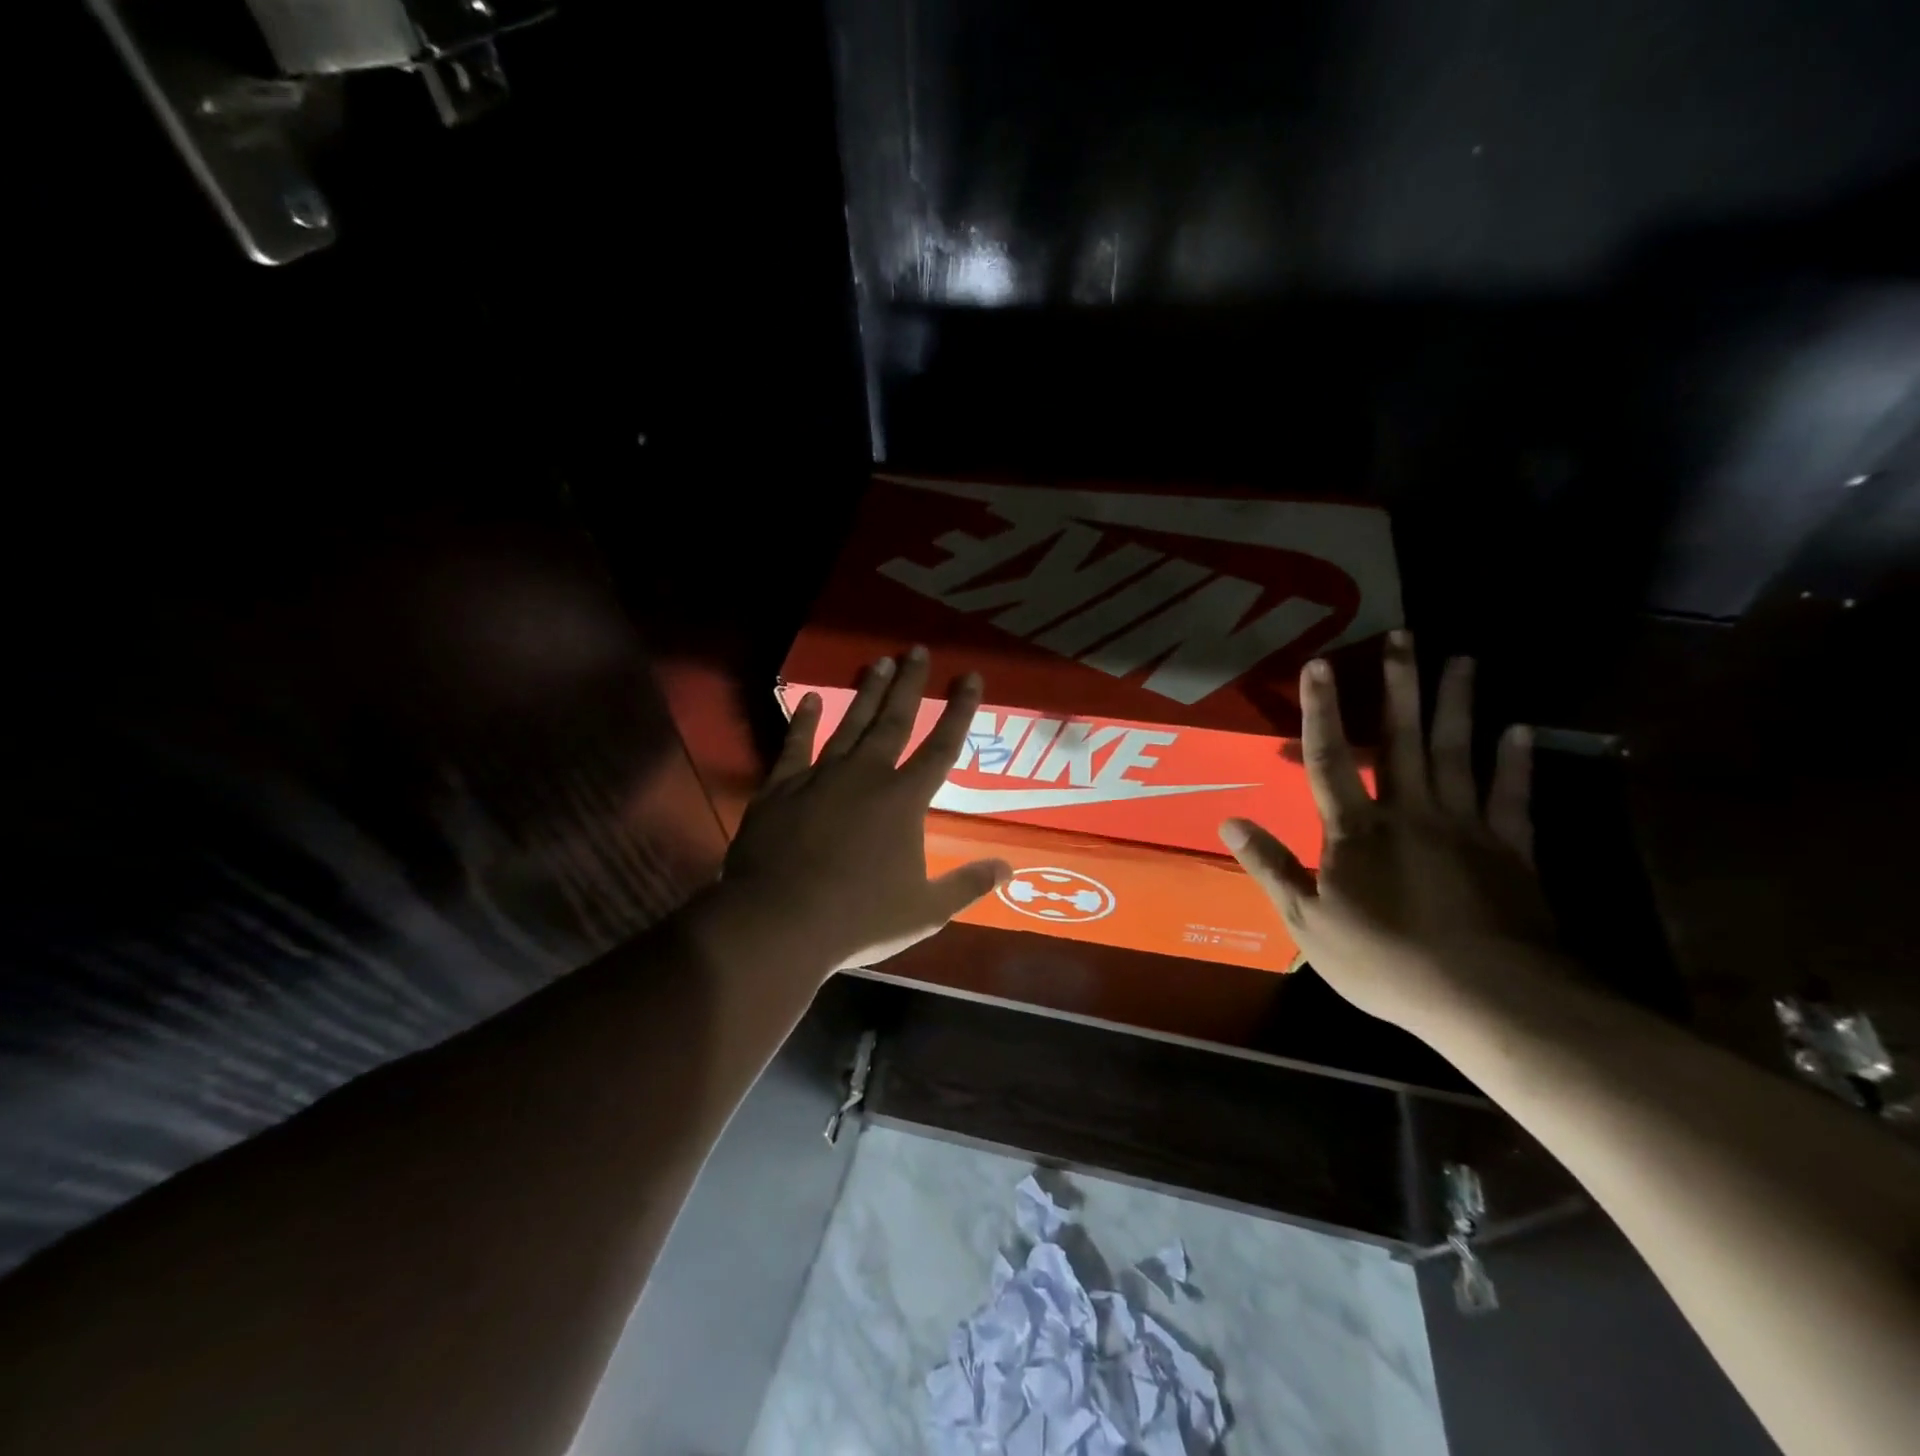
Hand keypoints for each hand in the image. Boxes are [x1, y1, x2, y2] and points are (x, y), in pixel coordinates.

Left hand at [700, 646, 1010, 973]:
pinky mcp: (781, 788)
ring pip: (850, 724)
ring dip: (867, 693)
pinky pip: (796, 745)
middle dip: (909, 684)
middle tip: (917, 650)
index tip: (969, 676)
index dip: (959, 710)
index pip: (941, 746)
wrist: (778, 922)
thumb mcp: (925, 910)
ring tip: (879, 661)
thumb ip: (967, 885)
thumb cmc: (859, 918)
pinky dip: (805, 721)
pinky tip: (813, 700)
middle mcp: (866, 776)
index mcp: (904, 800)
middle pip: (894, 721)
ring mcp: (820, 777)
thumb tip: (1007, 867)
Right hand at [1220, 631, 1554, 1032]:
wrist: (1489, 999)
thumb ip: (1271, 867)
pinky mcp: (1510, 850)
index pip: (1329, 759)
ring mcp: (1465, 827)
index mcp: (1356, 831)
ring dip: (1458, 704)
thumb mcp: (1308, 922)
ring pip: (1458, 753)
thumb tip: (1229, 821)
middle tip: (1405, 636)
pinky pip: (1512, 796)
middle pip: (1400, 739)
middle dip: (1398, 686)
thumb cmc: (1386, 960)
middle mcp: (1410, 813)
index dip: (1322, 711)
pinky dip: (1516, 762)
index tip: (1320, 664)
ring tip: (1463, 659)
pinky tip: (1521, 730)